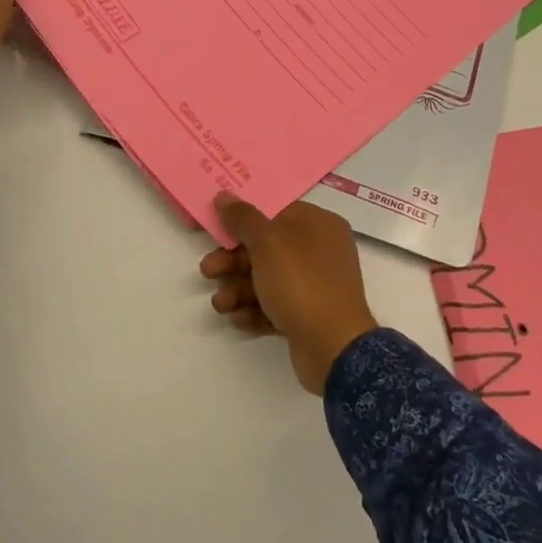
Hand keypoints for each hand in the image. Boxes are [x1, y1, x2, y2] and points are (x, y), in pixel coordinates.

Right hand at [201, 194, 376, 394]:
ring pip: (267, 279)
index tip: (215, 227)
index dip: (242, 219)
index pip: (275, 211)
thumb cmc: (300, 282)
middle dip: (233, 261)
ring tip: (221, 304)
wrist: (333, 347)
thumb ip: (243, 218)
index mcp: (318, 224)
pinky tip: (238, 318)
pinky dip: (254, 310)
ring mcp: (316, 285)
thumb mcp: (267, 242)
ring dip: (238, 289)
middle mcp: (320, 251)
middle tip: (208, 270)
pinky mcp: (308, 315)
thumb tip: (224, 195)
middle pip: (266, 247)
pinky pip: (275, 305)